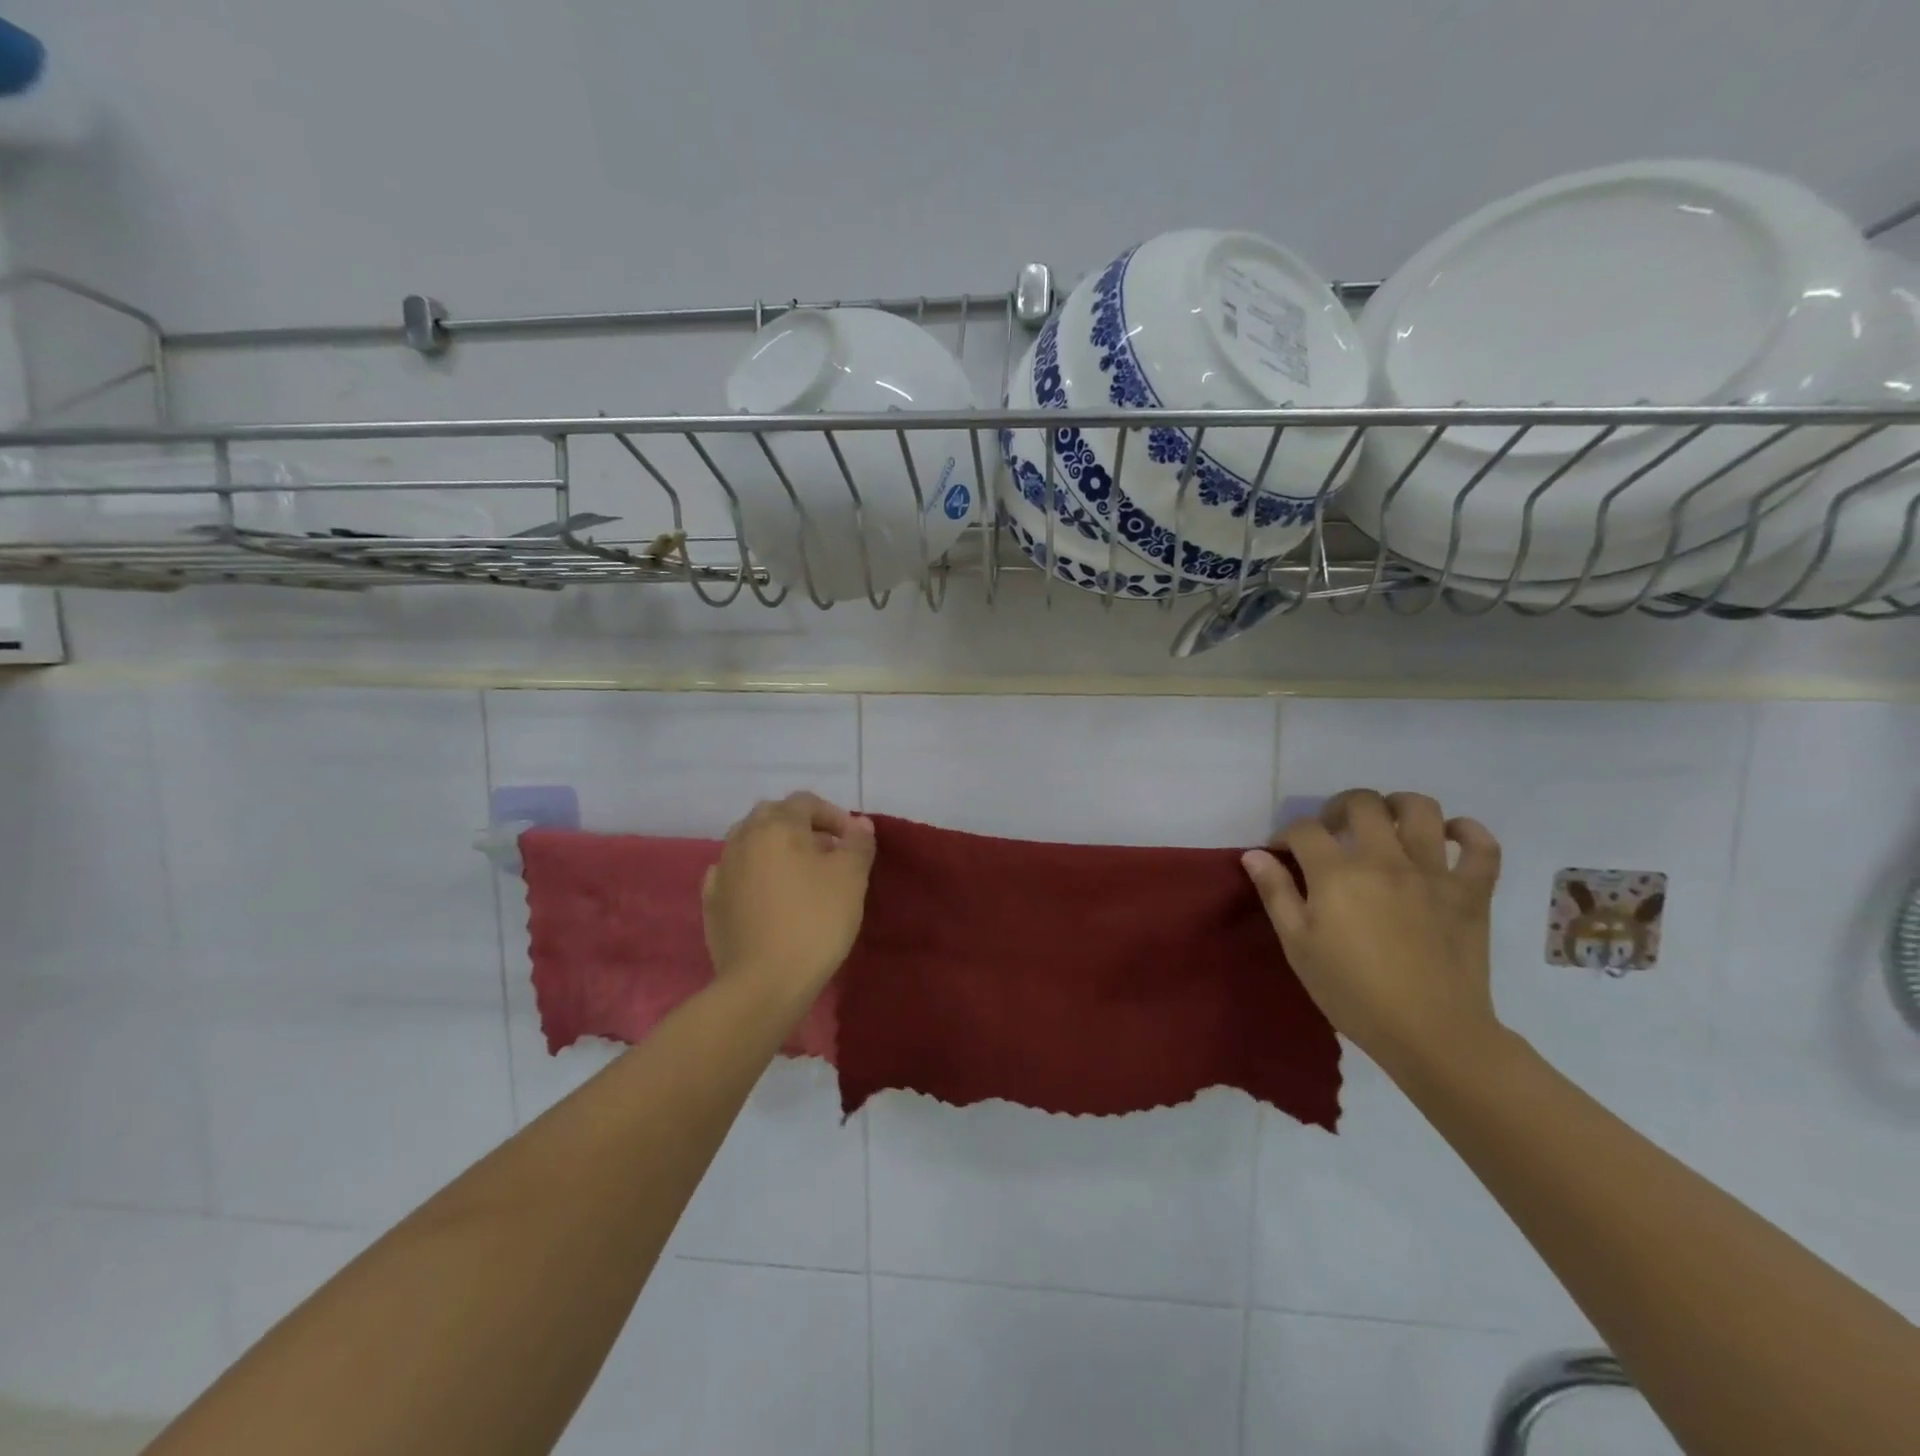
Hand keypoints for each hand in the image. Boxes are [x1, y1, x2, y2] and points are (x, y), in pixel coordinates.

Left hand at [703, 792, 876, 1002]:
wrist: (764, 982)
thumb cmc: (815, 921)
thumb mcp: (851, 878)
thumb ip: (858, 843)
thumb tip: (859, 824)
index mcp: (777, 826)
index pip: (805, 801)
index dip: (833, 814)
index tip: (852, 841)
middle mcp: (744, 838)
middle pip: (772, 815)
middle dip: (800, 825)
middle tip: (826, 852)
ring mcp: (722, 870)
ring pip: (749, 841)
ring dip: (774, 847)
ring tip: (797, 873)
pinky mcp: (711, 902)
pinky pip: (733, 872)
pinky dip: (752, 873)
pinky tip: (765, 893)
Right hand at [1241, 789, 1503, 1073]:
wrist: (1430, 1033)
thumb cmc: (1352, 993)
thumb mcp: (1298, 946)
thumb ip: (1276, 894)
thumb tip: (1255, 854)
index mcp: (1337, 875)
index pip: (1305, 830)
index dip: (1287, 834)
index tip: (1283, 852)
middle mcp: (1384, 861)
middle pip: (1362, 804)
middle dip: (1339, 808)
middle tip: (1333, 830)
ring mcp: (1432, 873)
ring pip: (1420, 810)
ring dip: (1398, 806)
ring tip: (1387, 823)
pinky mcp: (1471, 892)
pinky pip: (1481, 847)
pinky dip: (1468, 832)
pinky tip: (1449, 836)